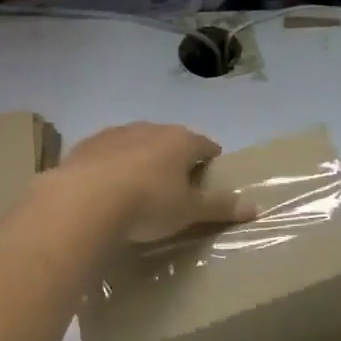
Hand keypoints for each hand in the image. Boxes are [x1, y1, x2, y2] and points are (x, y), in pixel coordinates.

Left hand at [56, 122, 254, 243]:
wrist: (84, 200)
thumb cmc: (148, 204)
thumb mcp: (189, 212)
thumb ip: (220, 208)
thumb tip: (256, 207)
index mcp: (181, 141)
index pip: (205, 145)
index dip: (210, 159)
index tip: (210, 175)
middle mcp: (151, 128)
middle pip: (170, 140)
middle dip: (174, 158)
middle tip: (174, 186)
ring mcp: (116, 133)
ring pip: (136, 142)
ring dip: (140, 158)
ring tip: (138, 187)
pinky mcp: (87, 145)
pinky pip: (106, 153)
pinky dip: (110, 165)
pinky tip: (105, 187)